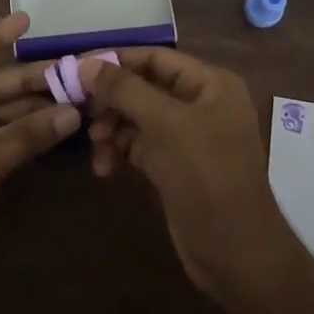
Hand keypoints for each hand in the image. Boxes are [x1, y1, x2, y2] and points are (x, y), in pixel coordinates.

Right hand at [80, 50, 293, 305]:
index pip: (155, 58)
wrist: (237, 256)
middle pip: (143, 87)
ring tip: (96, 147)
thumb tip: (86, 64)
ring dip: (112, 128)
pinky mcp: (175, 165)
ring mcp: (188, 136)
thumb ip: (125, 90)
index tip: (76, 69)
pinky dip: (121, 151)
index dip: (116, 61)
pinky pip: (140, 145)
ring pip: (138, 117)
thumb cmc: (207, 177)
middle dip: (112, 101)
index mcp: (210, 84)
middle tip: (80, 112)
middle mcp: (201, 103)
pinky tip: (104, 167)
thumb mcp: (165, 126)